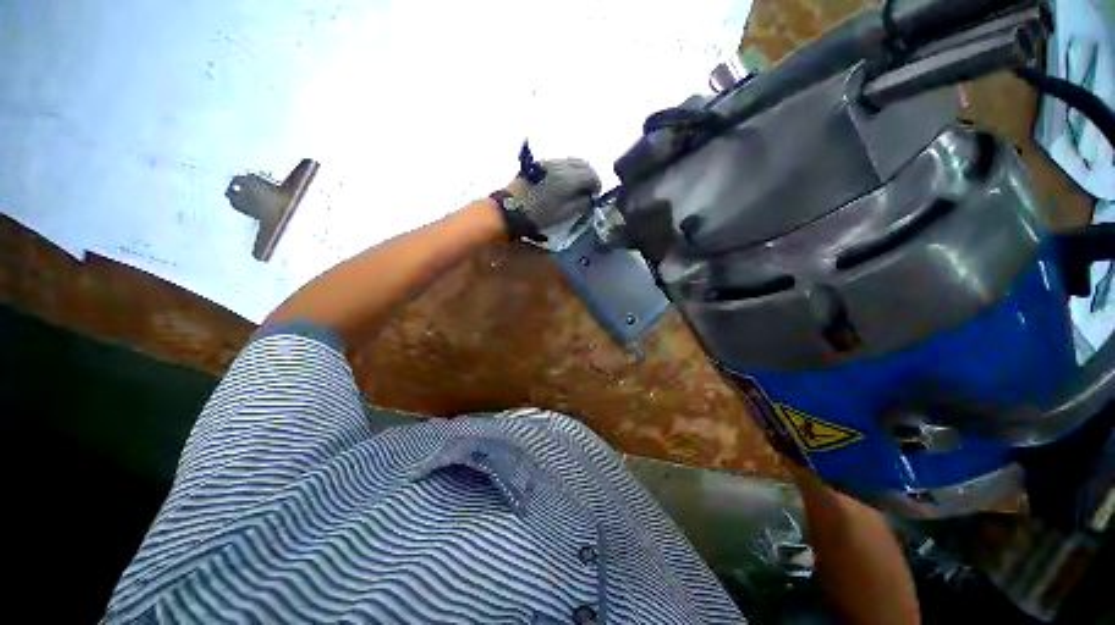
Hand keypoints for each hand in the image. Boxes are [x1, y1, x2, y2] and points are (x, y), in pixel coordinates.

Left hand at [508, 157, 600, 230]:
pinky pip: (562, 162)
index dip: (596, 186)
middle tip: (588, 190)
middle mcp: (561, 166)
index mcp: (569, 179)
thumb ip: (581, 204)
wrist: (510, 209)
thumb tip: (589, 197)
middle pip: (584, 164)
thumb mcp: (564, 215)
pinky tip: (564, 182)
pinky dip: (569, 170)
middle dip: (590, 176)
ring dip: (579, 172)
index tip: (594, 196)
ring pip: (573, 161)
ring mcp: (550, 162)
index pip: (592, 175)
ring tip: (576, 187)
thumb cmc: (538, 216)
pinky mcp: (541, 163)